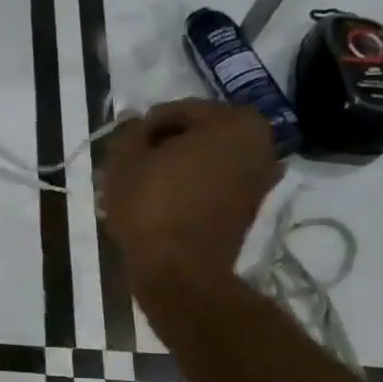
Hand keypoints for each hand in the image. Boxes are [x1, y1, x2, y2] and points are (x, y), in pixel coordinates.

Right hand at [101, 99, 280, 297]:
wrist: (179, 270)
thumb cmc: (151, 205)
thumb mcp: (124, 160)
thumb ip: (129, 131)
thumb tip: (137, 122)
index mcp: (234, 121)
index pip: (177, 111)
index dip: (143, 129)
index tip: (123, 149)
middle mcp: (259, 143)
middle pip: (195, 135)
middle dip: (162, 149)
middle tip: (130, 168)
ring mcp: (260, 178)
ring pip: (204, 161)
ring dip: (174, 169)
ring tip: (141, 189)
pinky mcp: (250, 208)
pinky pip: (213, 185)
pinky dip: (189, 189)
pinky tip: (161, 205)